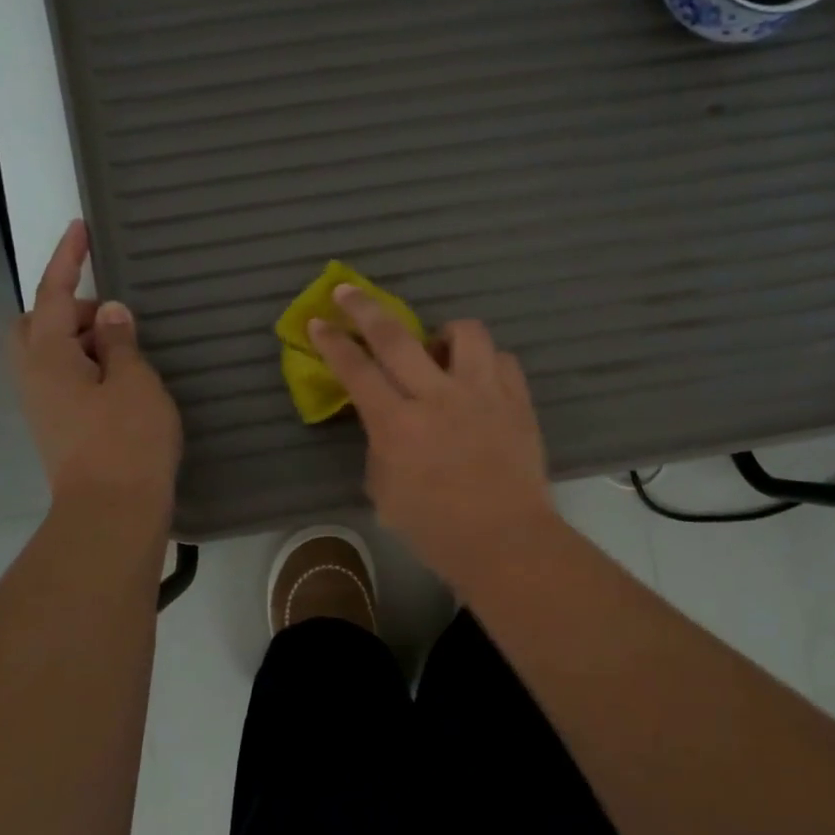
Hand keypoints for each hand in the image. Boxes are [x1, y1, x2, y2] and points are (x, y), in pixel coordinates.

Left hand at [11, 220, 180, 510]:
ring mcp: (41, 404)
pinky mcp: (56, 425)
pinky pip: (63, 376)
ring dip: (80, 338)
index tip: (80, 227)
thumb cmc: (127, 440)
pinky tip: (119, 377)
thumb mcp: (134, 381)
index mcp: (48, 356)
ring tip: (125, 347)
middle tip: (111, 316)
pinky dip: (85, 364)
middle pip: (35, 323)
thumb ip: (120, 341)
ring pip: (49, 352)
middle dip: (67, 307)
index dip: (68, 258)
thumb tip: (110, 314)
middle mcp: (33, 376)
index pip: (53, 294)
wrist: (112, 511)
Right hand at [309, 286, 556, 587]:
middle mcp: (437, 397)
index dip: (332, 341)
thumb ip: (380, 446)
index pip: (356, 368)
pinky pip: (501, 359)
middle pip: (395, 335)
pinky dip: (484, 362)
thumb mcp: (385, 493)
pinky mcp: (517, 400)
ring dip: (442, 333)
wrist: (507, 542)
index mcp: (397, 425)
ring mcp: (482, 393)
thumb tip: (386, 421)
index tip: (317, 321)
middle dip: (363, 307)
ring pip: (463, 332)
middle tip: (347, 292)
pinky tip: (477, 379)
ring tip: (437, 350)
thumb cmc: (436, 530)